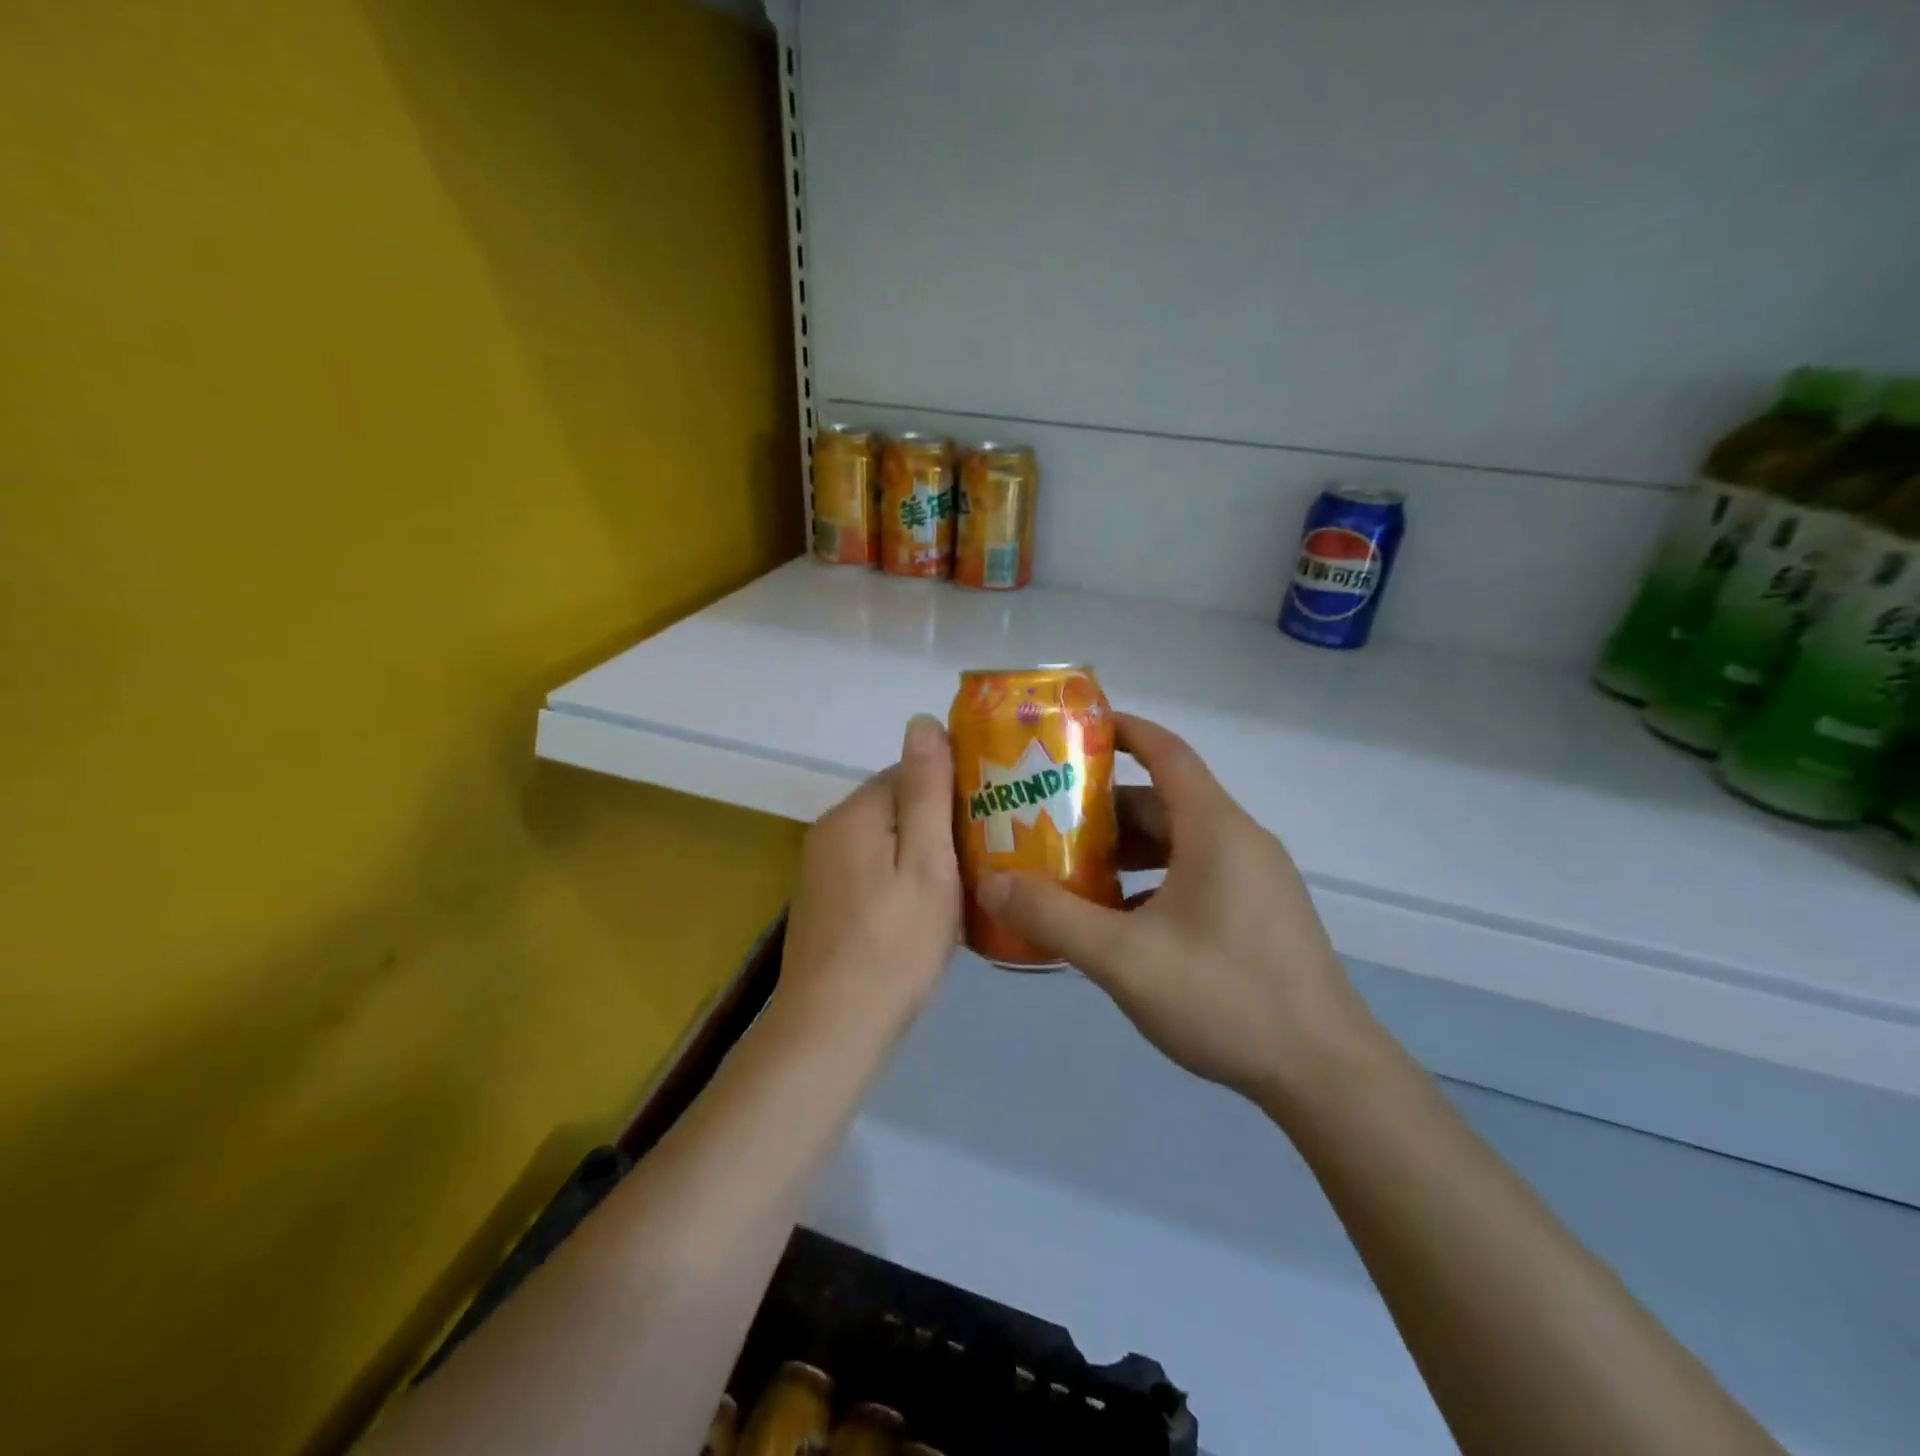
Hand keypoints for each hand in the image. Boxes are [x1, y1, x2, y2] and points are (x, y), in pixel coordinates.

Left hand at [776, 714, 962, 1039]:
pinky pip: (871, 870)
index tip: (989, 822)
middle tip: (983, 860)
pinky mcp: (823, 901)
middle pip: (896, 806)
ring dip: (921, 855)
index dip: (953, 792)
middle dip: (938, 825)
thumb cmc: (894, 944)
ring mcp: (821, 869)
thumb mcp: (926, 862)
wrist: (833, 1028)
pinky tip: (923, 913)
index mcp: (855, 813)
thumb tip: (921, 720)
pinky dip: (900, 880)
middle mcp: (830, 830)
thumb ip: (925, 790)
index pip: (910, 773)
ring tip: (962, 886)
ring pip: (886, 841)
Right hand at [976, 713, 1373, 1105]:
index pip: (1166, 751)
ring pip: (1176, 843)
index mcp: (1215, 828)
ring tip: (1067, 868)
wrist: (1325, 1074)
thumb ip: (1053, 918)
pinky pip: (1193, 876)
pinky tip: (1114, 920)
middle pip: (1162, 802)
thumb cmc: (1226, 997)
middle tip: (1043, 817)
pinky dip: (1149, 882)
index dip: (1121, 731)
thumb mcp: (1126, 959)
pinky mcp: (1257, 914)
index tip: (1072, 732)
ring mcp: (1253, 879)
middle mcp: (1238, 840)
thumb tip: (990, 883)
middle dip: (1102, 806)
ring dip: (1124, 850)